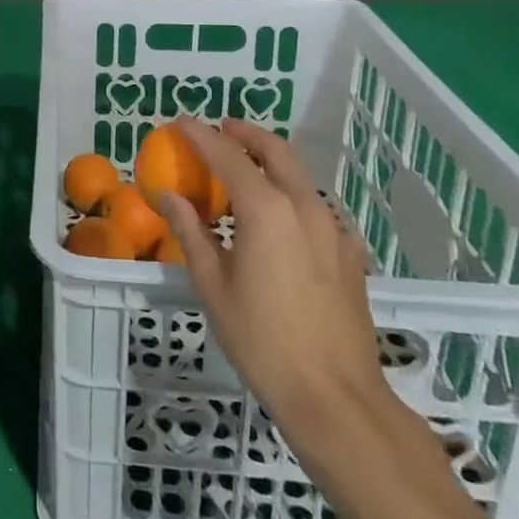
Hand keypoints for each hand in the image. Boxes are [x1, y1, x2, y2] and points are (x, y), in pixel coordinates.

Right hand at [160, 118, 389, 448]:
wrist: (336, 397)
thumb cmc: (262, 340)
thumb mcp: (213, 286)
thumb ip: (191, 232)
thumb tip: (170, 196)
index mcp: (266, 209)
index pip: (228, 155)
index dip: (202, 135)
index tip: (181, 122)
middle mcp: (304, 206)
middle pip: (275, 151)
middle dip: (246, 133)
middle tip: (220, 128)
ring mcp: (334, 229)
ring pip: (300, 176)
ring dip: (269, 161)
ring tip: (243, 170)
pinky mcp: (349, 253)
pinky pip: (315, 206)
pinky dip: (290, 193)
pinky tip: (277, 218)